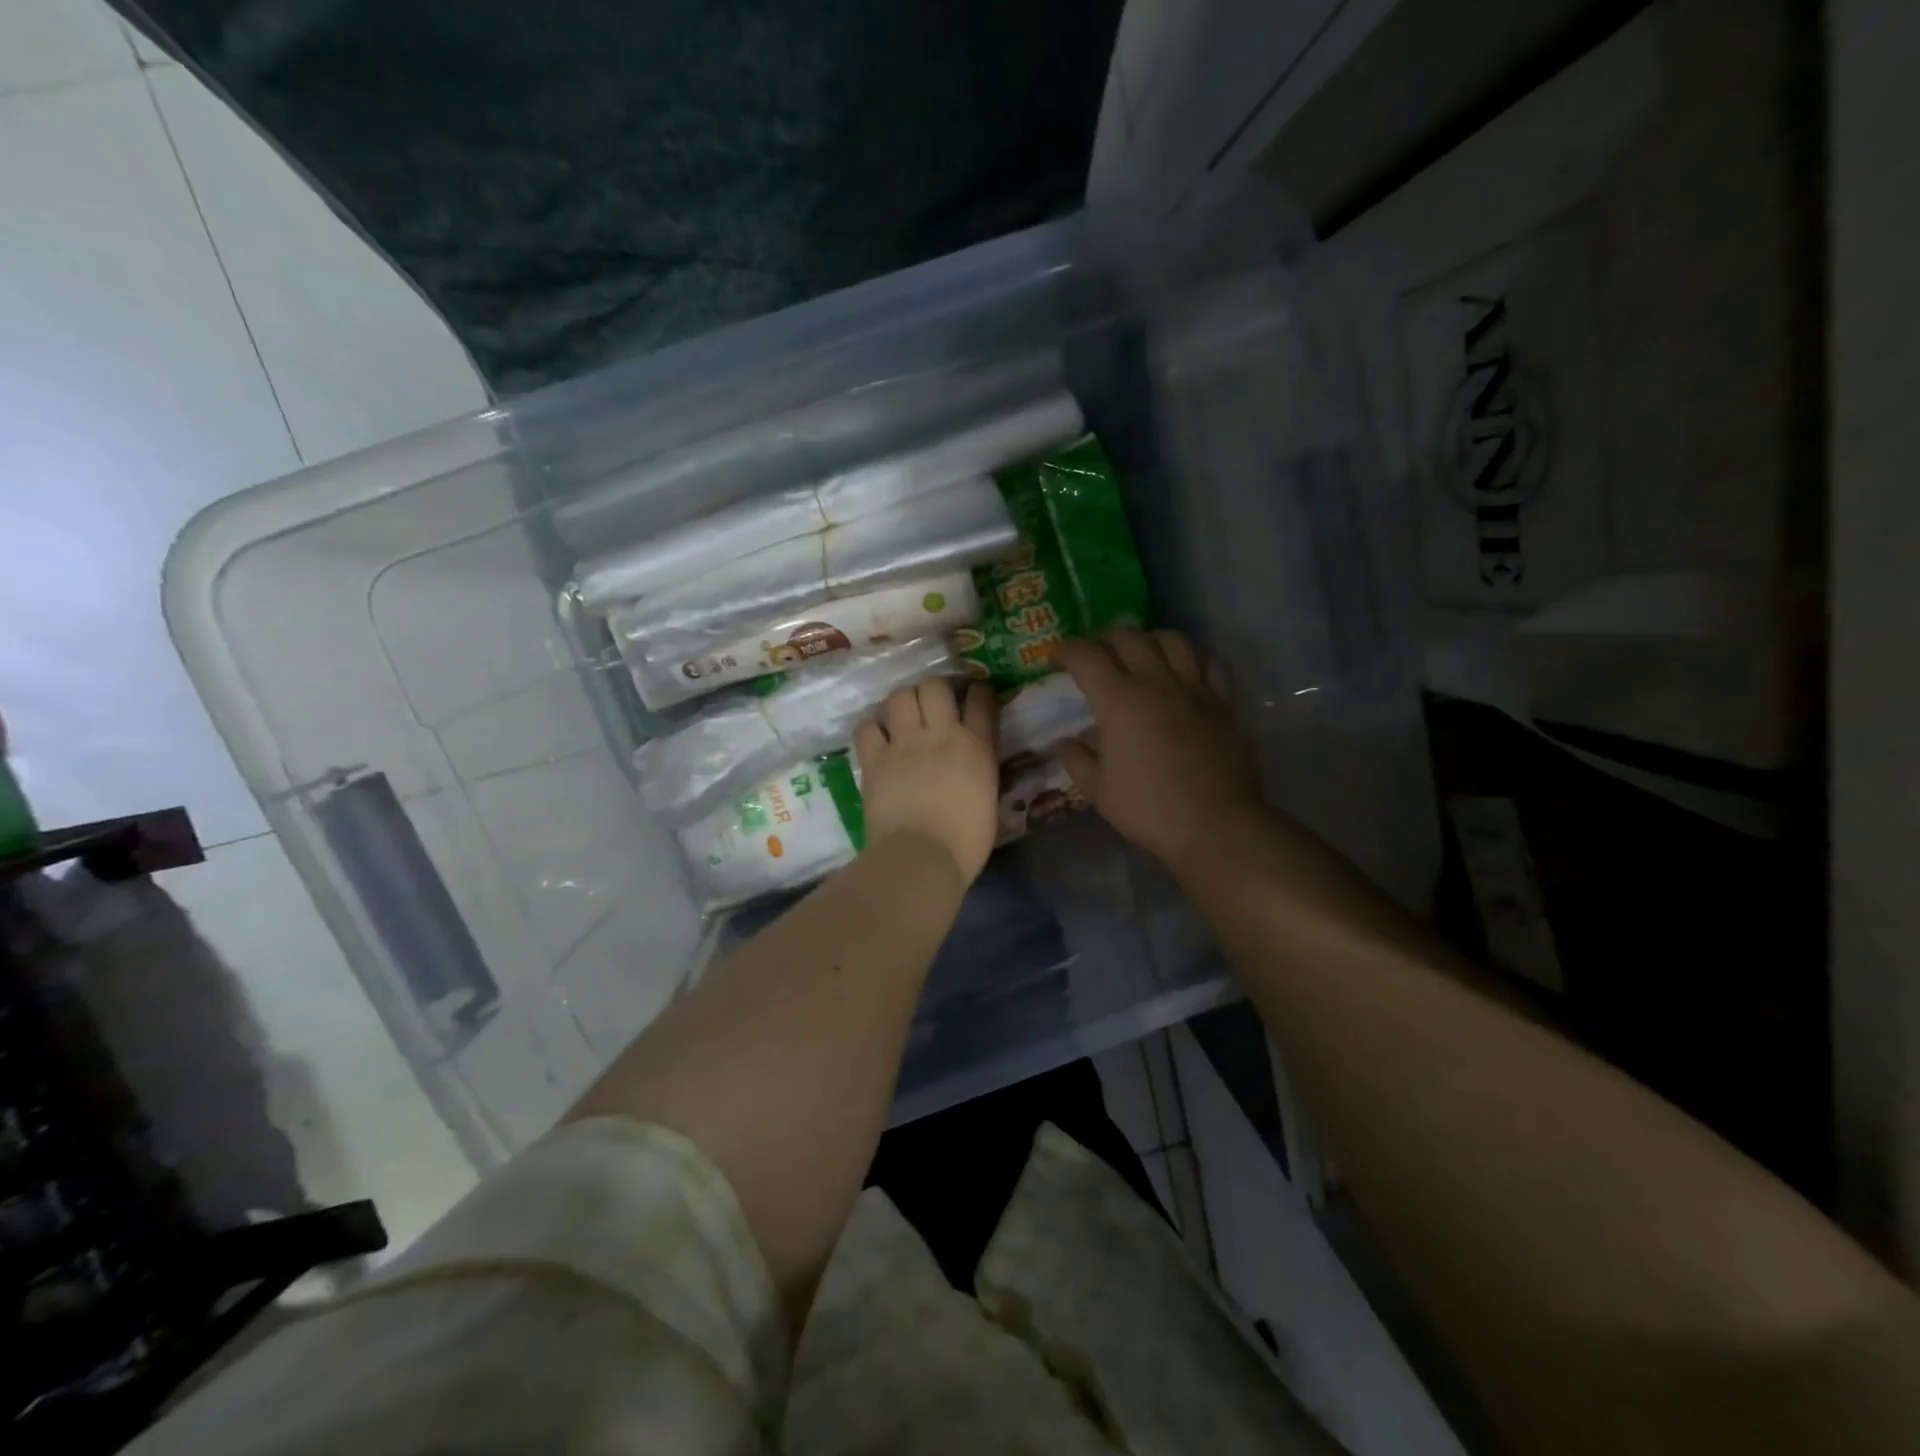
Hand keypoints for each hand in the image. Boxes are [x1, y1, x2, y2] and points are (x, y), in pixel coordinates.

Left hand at [853, 677, 999, 885]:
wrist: (921, 857)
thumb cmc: (965, 842)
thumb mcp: (989, 800)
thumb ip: (981, 771)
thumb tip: (973, 762)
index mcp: (976, 747)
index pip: (981, 700)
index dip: (978, 693)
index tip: (974, 699)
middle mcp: (940, 734)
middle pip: (935, 686)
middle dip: (935, 691)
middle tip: (933, 707)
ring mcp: (904, 744)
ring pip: (900, 696)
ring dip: (903, 702)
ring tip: (904, 718)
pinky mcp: (874, 759)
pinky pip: (867, 726)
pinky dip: (873, 728)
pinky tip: (878, 740)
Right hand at [1053, 630, 1263, 874]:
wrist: (1215, 825)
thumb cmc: (1149, 809)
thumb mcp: (1098, 790)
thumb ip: (1077, 759)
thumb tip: (1063, 742)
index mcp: (1119, 701)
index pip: (1086, 656)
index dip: (1064, 650)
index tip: (1054, 658)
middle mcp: (1156, 682)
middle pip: (1127, 638)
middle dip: (1103, 640)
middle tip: (1094, 657)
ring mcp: (1194, 689)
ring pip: (1172, 639)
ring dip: (1148, 640)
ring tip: (1140, 655)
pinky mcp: (1223, 702)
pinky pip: (1208, 663)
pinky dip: (1191, 659)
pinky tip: (1183, 673)